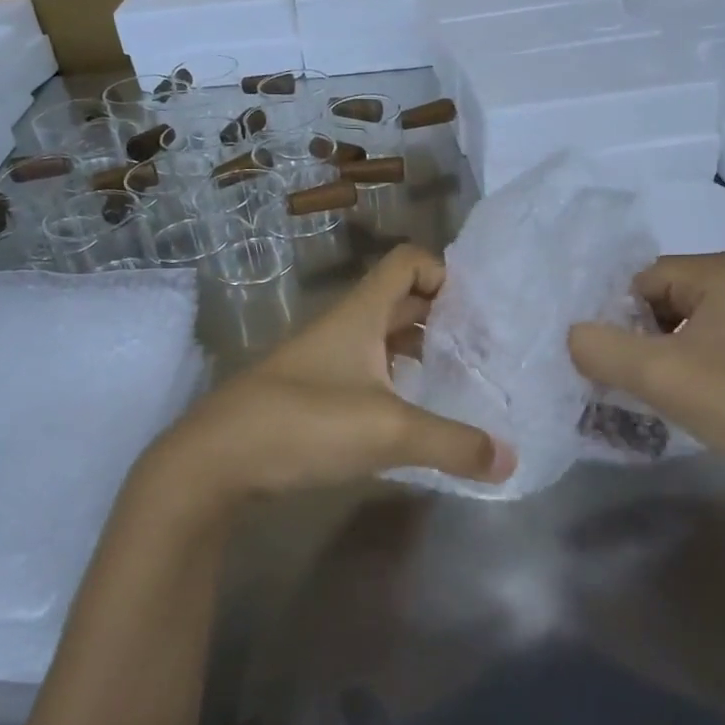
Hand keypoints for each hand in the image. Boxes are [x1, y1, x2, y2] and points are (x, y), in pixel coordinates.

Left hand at [139, 246, 514, 514]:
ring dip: (419, 352)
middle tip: (484, 348)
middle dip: (443, 317)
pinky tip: (414, 416)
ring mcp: (324, 362)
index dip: (444, 273)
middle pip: (400, 302)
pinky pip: (366, 375)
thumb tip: (510, 460)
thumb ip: (453, 444)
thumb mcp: (388, 432)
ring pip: (382, 340)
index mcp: (360, 315)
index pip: (407, 263)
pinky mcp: (311, 396)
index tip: (479, 311)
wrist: (214, 461)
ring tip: (459, 382)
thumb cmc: (303, 424)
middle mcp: (343, 328)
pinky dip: (396, 384)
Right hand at [568, 252, 724, 488]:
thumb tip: (571, 335)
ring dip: (657, 355)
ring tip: (651, 391)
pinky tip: (682, 395)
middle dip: (636, 338)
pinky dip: (683, 364)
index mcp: (719, 270)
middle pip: (657, 299)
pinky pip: (702, 341)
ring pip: (678, 324)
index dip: (617, 320)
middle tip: (628, 379)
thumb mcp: (659, 374)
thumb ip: (601, 348)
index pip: (639, 280)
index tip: (610, 361)